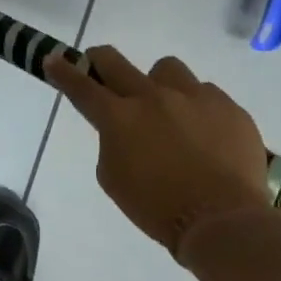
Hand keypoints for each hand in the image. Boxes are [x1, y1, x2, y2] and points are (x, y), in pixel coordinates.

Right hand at [44, 45, 271, 260]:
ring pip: (166, 69)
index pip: (81, 86)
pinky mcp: (228, 106)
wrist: (222, 221)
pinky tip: (205, 134)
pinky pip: (205, 93)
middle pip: (116, 62)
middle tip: (101, 70)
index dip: (63, 71)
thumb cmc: (157, 207)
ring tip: (169, 110)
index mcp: (118, 117)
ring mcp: (194, 97)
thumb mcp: (113, 178)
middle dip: (100, 61)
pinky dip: (197, 107)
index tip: (53, 59)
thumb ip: (111, 143)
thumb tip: (123, 129)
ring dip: (159, 84)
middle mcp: (152, 97)